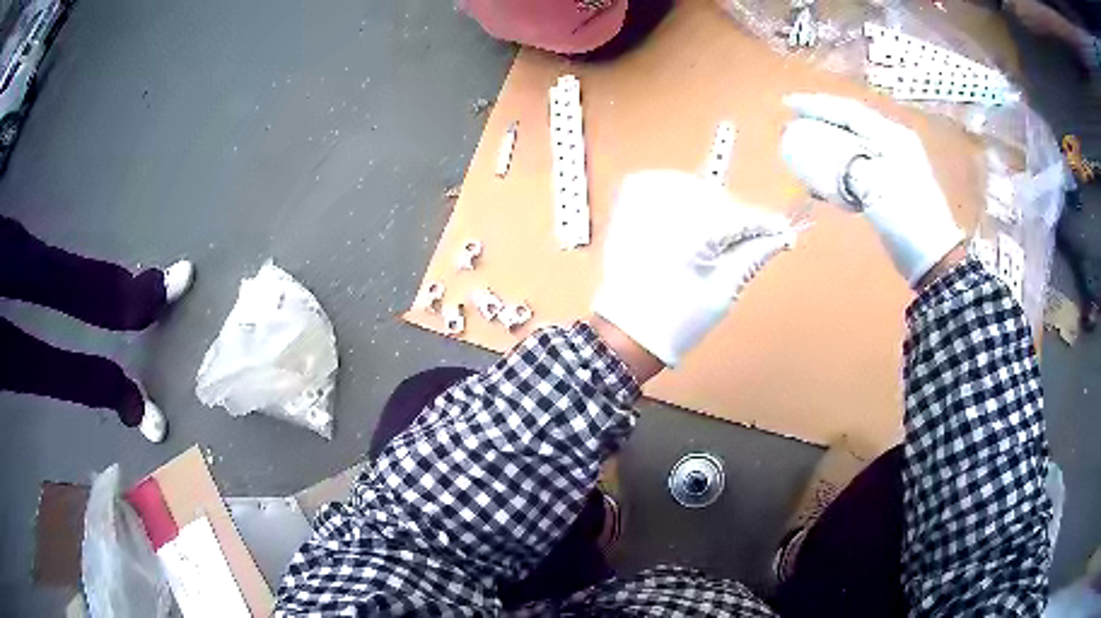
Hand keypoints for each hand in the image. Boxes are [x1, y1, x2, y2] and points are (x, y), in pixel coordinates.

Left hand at [592, 170, 794, 366]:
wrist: (626, 332)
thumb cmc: (675, 320)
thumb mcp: (724, 290)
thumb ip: (754, 254)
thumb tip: (781, 236)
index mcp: (689, 231)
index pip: (740, 214)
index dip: (764, 224)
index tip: (782, 231)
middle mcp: (663, 206)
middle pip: (718, 198)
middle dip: (734, 219)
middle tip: (738, 246)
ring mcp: (641, 200)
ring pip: (694, 187)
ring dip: (708, 207)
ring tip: (706, 242)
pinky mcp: (629, 201)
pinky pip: (665, 182)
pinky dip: (679, 196)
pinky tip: (682, 223)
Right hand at [780, 93, 963, 285]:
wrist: (931, 257)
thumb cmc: (906, 217)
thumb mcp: (875, 184)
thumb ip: (845, 162)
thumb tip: (817, 152)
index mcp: (891, 136)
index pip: (848, 112)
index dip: (816, 105)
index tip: (786, 105)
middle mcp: (892, 143)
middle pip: (850, 123)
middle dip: (820, 120)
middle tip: (792, 122)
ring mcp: (893, 165)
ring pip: (852, 144)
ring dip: (826, 143)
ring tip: (802, 145)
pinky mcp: (889, 186)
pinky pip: (856, 166)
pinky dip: (836, 166)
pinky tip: (822, 176)